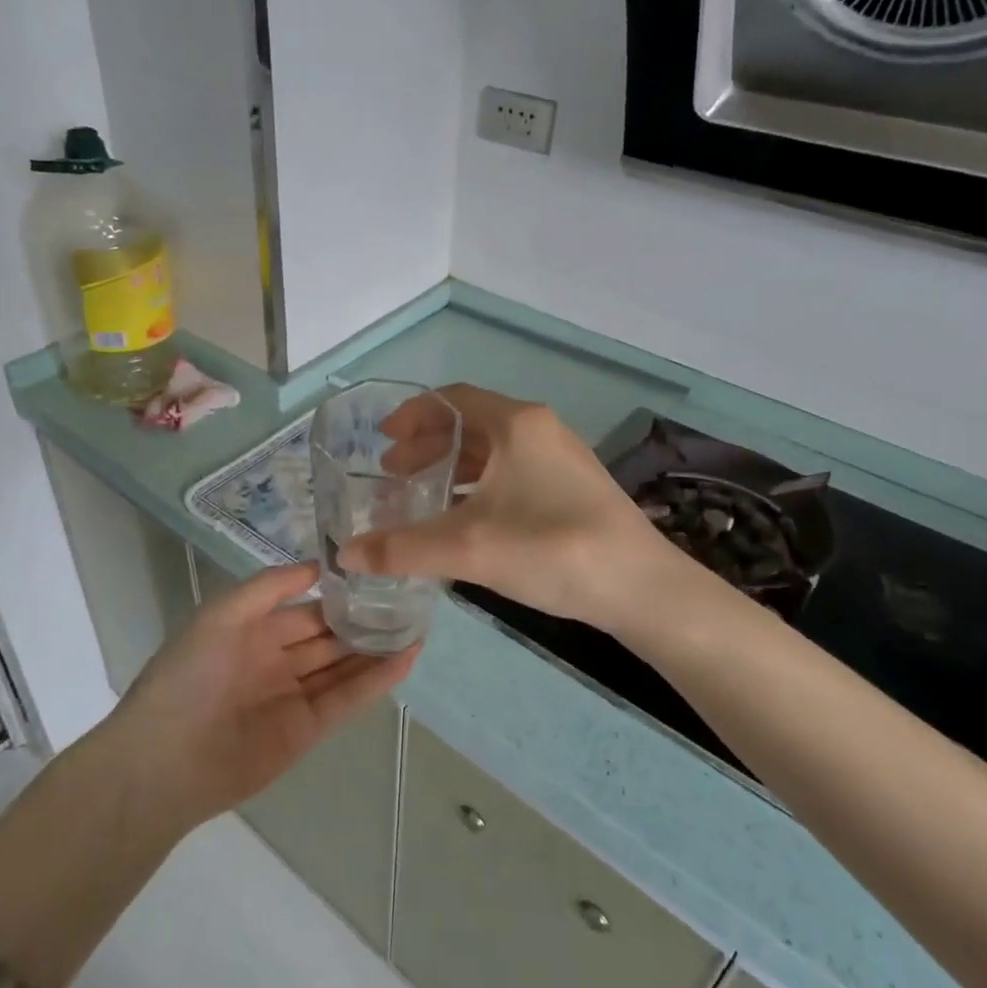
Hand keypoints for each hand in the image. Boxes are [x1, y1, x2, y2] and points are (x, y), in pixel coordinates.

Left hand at [113, 562, 417, 826]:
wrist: (164, 762)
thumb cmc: (188, 676)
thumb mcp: (222, 615)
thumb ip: (269, 587)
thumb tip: (318, 566)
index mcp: (254, 632)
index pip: (307, 608)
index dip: (340, 593)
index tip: (378, 573)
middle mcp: (277, 660)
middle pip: (330, 636)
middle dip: (365, 619)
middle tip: (409, 598)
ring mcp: (294, 695)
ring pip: (344, 665)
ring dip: (378, 647)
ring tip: (418, 623)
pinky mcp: (308, 729)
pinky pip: (347, 698)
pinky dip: (377, 679)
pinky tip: (407, 656)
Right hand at [340, 384, 687, 632]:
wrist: (641, 588)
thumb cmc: (552, 549)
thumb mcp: (468, 548)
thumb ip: (403, 549)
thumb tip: (345, 555)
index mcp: (516, 424)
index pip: (452, 399)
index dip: (412, 415)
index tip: (382, 440)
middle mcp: (540, 429)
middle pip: (471, 423)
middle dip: (428, 444)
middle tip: (393, 474)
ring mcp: (560, 458)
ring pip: (494, 450)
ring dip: (453, 466)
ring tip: (421, 495)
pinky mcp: (572, 487)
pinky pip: (513, 471)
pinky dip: (480, 484)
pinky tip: (465, 518)